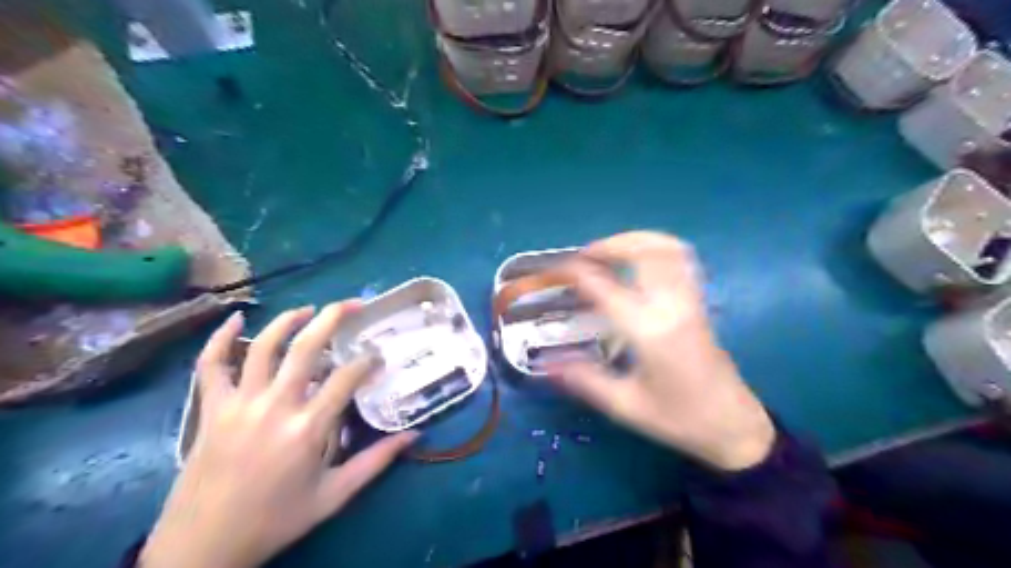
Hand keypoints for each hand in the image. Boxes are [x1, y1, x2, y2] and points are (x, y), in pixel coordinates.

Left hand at [140, 304, 417, 565]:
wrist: (203, 547)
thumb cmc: (275, 520)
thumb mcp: (334, 496)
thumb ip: (376, 461)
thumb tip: (415, 435)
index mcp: (307, 429)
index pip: (346, 378)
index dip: (367, 361)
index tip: (378, 357)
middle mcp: (274, 407)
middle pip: (306, 348)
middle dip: (333, 318)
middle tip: (353, 305)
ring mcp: (238, 405)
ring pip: (263, 347)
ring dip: (287, 321)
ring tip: (309, 309)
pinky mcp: (211, 410)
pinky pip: (211, 365)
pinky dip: (220, 339)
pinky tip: (235, 319)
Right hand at [553, 231, 775, 469]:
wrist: (733, 425)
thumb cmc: (678, 418)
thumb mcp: (625, 406)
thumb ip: (585, 380)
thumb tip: (547, 363)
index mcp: (648, 331)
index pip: (604, 286)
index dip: (575, 271)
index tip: (554, 269)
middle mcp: (671, 306)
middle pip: (643, 251)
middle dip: (609, 245)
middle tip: (583, 257)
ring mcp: (690, 300)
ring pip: (667, 248)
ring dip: (634, 241)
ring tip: (609, 253)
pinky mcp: (699, 302)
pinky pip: (681, 259)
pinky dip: (656, 248)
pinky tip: (639, 262)